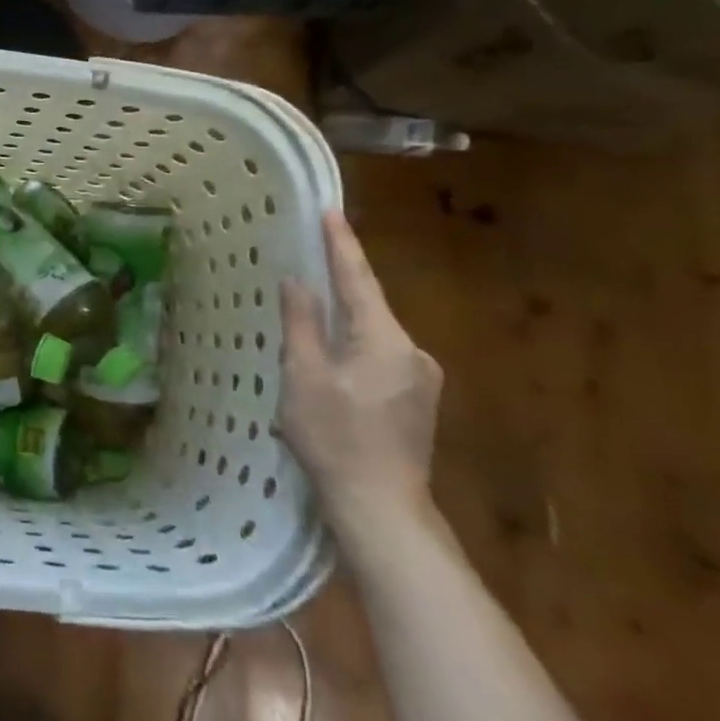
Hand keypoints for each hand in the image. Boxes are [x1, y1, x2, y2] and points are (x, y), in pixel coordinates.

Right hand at [280, 210, 441, 533]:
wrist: (382, 509)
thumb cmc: (335, 439)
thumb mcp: (303, 377)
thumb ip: (301, 323)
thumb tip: (297, 281)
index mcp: (385, 340)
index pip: (358, 279)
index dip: (341, 244)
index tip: (329, 211)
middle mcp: (413, 352)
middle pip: (368, 308)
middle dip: (338, 289)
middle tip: (306, 269)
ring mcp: (422, 380)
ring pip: (373, 337)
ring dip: (343, 329)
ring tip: (307, 336)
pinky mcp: (418, 403)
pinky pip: (380, 361)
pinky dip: (353, 354)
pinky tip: (330, 375)